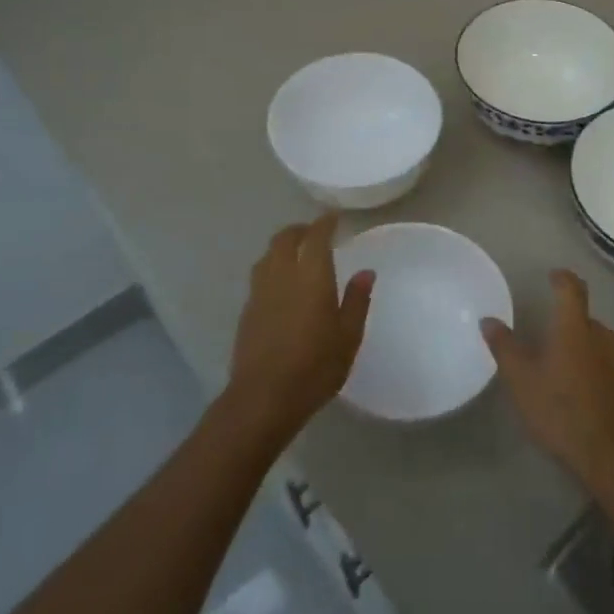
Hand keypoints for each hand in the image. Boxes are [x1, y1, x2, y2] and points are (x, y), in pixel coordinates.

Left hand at [226, 213, 374, 440]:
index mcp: (311, 277)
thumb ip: (356, 300)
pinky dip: (272, 267)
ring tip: (296, 254)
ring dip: (282, 246)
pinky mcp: (247, 310)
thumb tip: (365, 272)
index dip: (324, 223)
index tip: (333, 218)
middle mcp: (282, 276)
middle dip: (299, 230)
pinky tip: (281, 283)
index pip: (316, 237)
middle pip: (285, 239)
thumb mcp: (348, 336)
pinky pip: (260, 275)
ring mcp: (260, 292)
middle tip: (314, 232)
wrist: (264, 396)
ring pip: (268, 255)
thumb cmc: (315, 366)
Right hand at [481, 270, 613, 494]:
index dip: (561, 278)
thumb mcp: (522, 382)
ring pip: (600, 345)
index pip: (571, 289)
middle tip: (547, 344)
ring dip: (584, 352)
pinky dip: (599, 374)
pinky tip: (588, 398)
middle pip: (585, 320)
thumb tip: (489, 319)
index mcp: (576, 328)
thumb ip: (504, 347)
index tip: (553, 276)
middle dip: (568, 326)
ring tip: (565, 375)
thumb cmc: (563, 413)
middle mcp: (605, 336)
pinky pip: (613, 369)